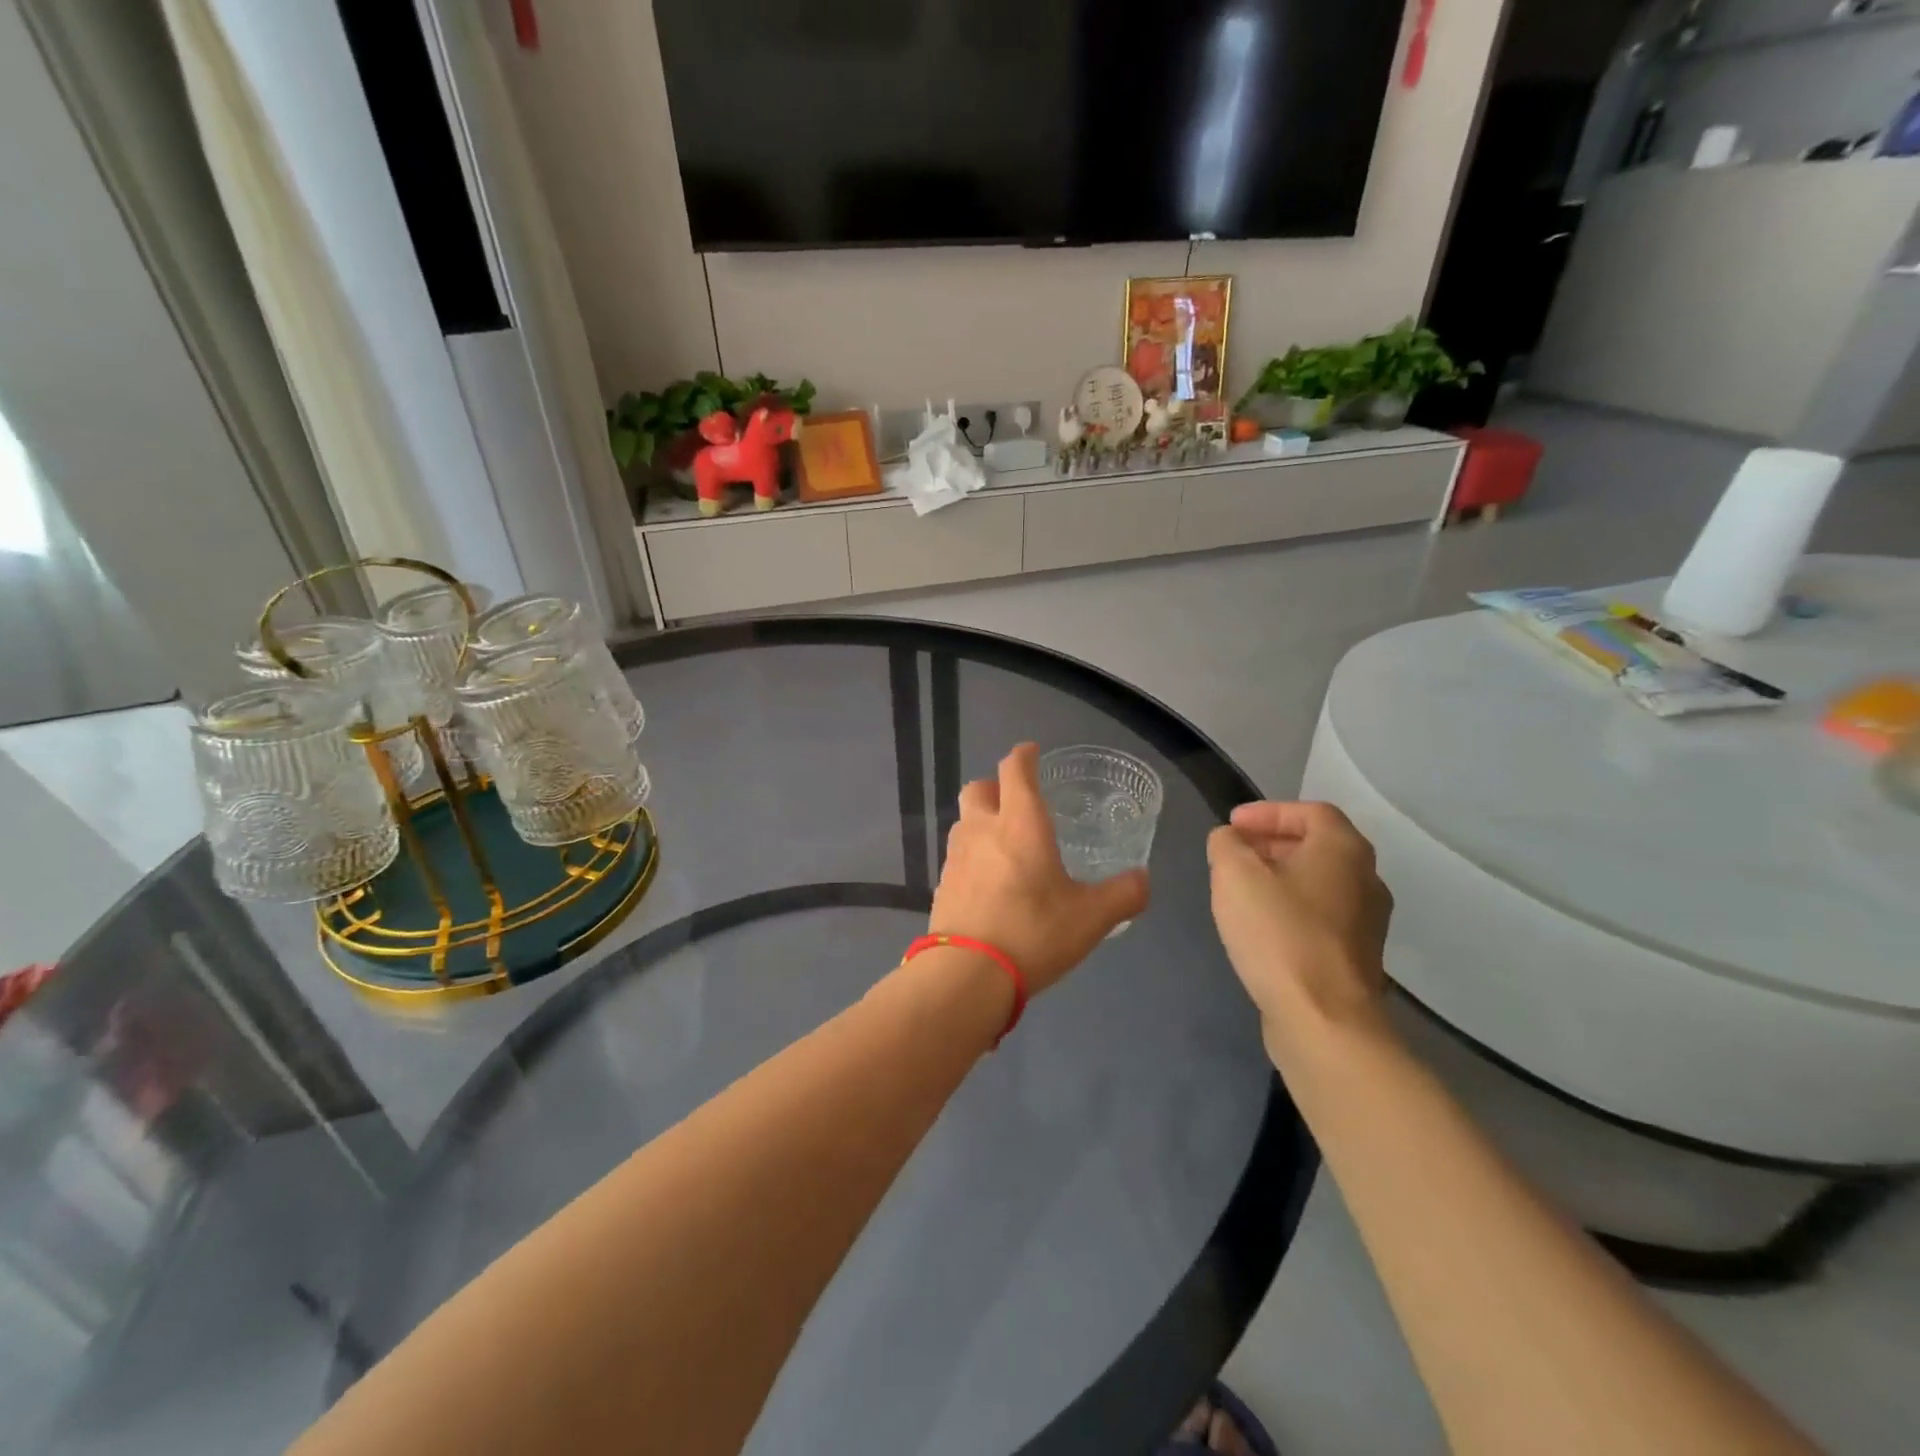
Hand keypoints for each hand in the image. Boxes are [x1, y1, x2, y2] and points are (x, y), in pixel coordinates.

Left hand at [930, 743, 1148, 993]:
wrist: (967, 974)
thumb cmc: (1033, 932)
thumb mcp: (1091, 917)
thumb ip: (1123, 894)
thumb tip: (1144, 879)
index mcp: (1020, 823)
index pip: (1015, 770)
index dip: (1023, 755)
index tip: (1031, 751)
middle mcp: (982, 829)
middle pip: (979, 788)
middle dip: (996, 786)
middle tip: (1017, 801)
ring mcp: (957, 857)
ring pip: (965, 821)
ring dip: (982, 821)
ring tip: (1005, 843)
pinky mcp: (943, 885)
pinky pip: (958, 856)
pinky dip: (973, 856)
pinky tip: (989, 881)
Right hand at [1207, 802, 1393, 1057]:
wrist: (1323, 1019)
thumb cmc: (1278, 933)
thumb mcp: (1235, 875)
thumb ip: (1226, 845)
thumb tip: (1229, 840)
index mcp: (1343, 849)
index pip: (1309, 811)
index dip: (1267, 812)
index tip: (1231, 826)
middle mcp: (1366, 879)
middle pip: (1317, 845)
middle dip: (1271, 843)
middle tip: (1233, 853)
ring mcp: (1367, 922)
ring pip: (1319, 883)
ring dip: (1279, 877)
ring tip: (1240, 889)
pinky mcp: (1356, 957)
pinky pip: (1320, 916)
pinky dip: (1290, 908)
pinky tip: (1260, 926)